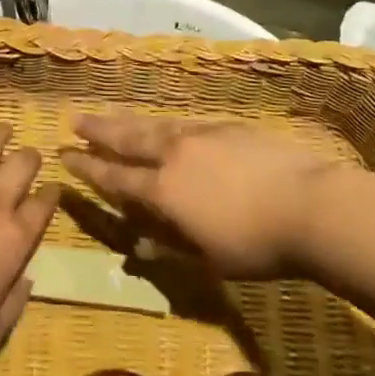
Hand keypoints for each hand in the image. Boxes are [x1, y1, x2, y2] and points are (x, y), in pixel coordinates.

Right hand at [60, 114, 339, 279]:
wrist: (307, 204)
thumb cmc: (257, 244)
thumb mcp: (210, 258)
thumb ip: (171, 246)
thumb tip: (139, 245)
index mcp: (164, 190)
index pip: (116, 176)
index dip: (89, 167)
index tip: (66, 154)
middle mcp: (174, 154)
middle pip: (128, 138)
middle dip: (99, 131)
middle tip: (75, 119)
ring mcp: (200, 135)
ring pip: (153, 125)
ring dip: (127, 121)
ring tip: (109, 116)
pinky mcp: (225, 126)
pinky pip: (182, 122)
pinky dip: (163, 123)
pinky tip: (163, 124)